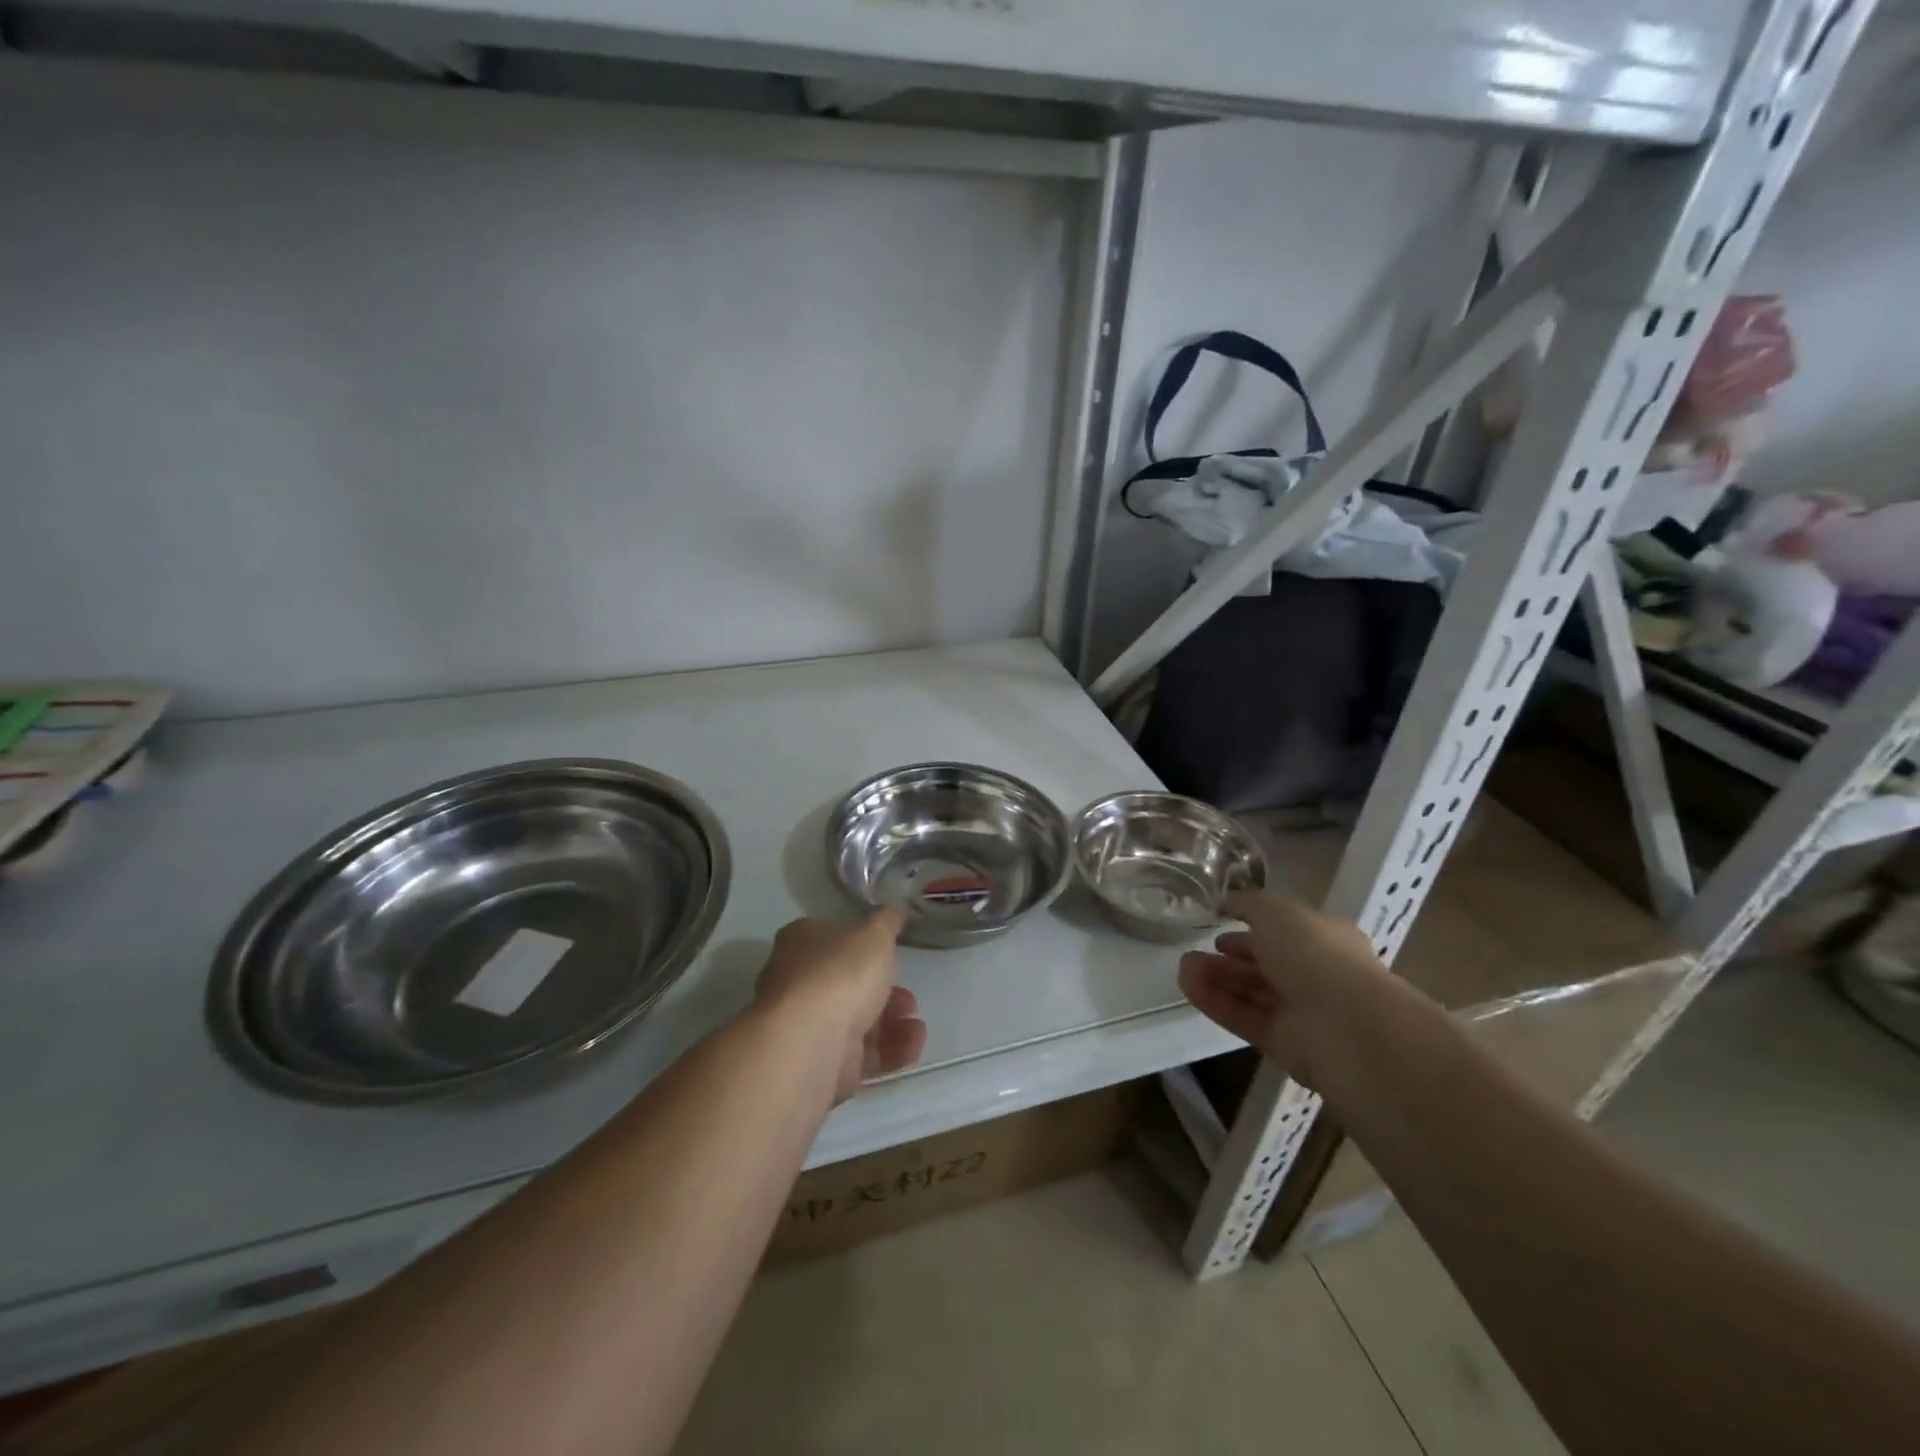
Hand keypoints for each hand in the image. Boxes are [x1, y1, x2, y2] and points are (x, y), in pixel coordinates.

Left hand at [755, 910, 927, 1102]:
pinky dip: (888, 1051)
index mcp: (801, 943)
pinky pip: (859, 1055)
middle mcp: (797, 982)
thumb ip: (887, 923)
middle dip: (884, 992)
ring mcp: (806, 1027)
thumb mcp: (875, 934)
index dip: (863, 945)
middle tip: (909, 997)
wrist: (810, 1043)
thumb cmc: (841, 973)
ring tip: (917, 1027)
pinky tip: (913, 1046)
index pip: (831, 938)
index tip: (891, 954)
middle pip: (847, 984)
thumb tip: (893, 911)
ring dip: (892, 1023)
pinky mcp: (819, 1065)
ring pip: (855, 1021)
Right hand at [1176, 890, 1397, 1091]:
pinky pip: (1243, 1018)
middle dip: (1229, 956)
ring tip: (1183, 967)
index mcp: (1323, 939)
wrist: (1347, 1026)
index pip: (1283, 931)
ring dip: (1216, 978)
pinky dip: (1215, 1001)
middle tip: (1194, 950)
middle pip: (1264, 964)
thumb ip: (1247, 904)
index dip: (1252, 926)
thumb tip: (1226, 902)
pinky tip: (1188, 985)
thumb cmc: (1315, 953)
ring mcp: (1299, 1012)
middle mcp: (1314, 975)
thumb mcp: (1275, 910)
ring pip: (1250, 991)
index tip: (1220, 923)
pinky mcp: (1282, 1043)